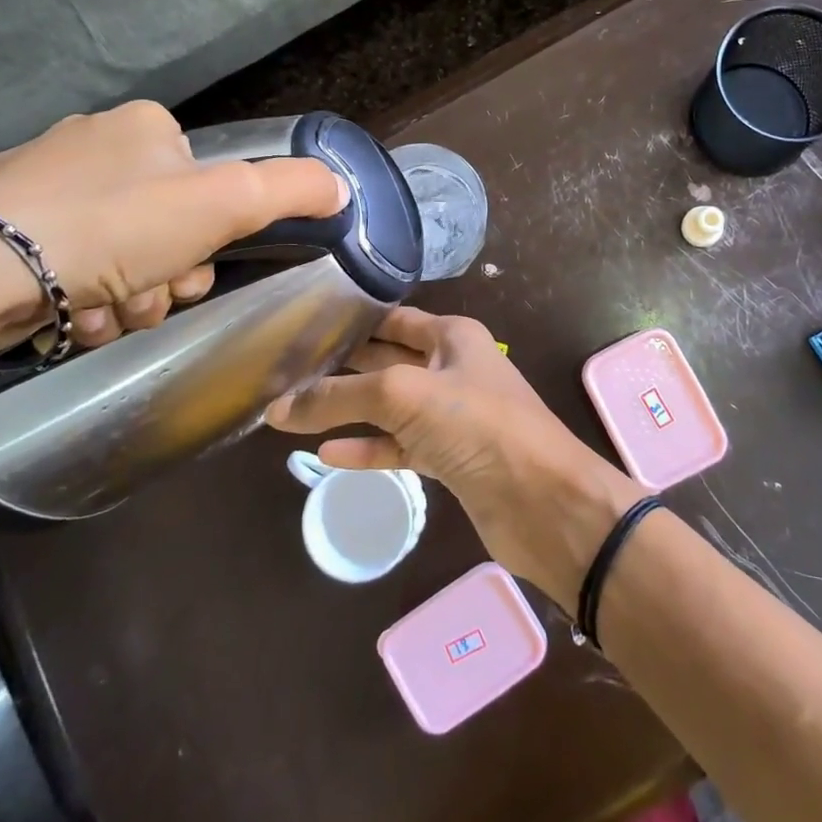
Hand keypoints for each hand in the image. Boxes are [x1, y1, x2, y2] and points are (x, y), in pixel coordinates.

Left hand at [0, 101, 347, 351]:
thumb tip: (341, 185)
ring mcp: (42, 185)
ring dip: (128, 299)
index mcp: (146, 127)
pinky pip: (72, 269)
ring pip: (122, 257)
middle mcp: (94, 145)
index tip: (193, 270)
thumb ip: (290, 190)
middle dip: (166, 278)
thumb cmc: (110, 228)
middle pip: (167, 228)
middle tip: (148, 298)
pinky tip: (67, 317)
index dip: (212, 240)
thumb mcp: (222, 204)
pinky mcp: (1, 228)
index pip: (209, 187)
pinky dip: (81, 302)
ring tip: (99, 314)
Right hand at [264, 308, 642, 602]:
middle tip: (284, 373)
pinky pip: (399, 446)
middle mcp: (452, 367)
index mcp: (452, 335)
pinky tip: (326, 455)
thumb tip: (277, 407)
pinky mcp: (450, 459)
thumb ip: (340, 397)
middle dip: (341, 367)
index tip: (299, 330)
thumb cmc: (478, 425)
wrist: (544, 501)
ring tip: (292, 413)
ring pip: (390, 406)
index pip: (391, 319)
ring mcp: (452, 416)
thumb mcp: (404, 395)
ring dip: (348, 410)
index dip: (349, 322)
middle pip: (386, 360)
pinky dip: (367, 449)